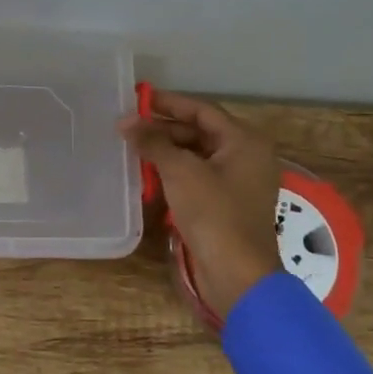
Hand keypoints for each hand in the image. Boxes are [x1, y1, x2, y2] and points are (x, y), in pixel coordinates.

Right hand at [120, 91, 283, 320]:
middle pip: (200, 132)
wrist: (237, 274)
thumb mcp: (180, 172)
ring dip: (167, 152)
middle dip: (164, 130)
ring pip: (197, 156)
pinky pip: (198, 177)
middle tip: (129, 129)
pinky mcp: (227, 205)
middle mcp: (247, 156)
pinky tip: (149, 176)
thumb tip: (125, 121)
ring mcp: (238, 182)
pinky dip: (175, 173)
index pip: (202, 110)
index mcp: (245, 141)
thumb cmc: (214, 214)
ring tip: (133, 149)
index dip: (169, 103)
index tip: (137, 99)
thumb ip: (153, 142)